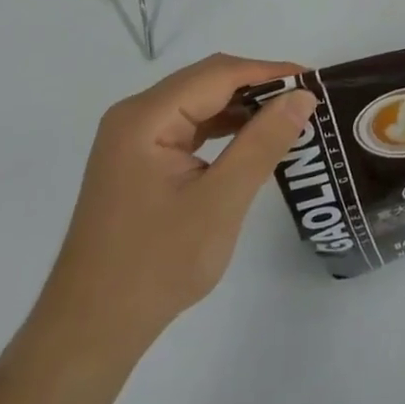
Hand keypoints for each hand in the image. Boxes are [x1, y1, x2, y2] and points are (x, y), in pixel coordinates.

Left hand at [34, 54, 316, 345]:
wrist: (90, 331)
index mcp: (146, 117)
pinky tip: (251, 142)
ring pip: (199, 103)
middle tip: (305, 101)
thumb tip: (302, 96)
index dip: (269, 72)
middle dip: (258, 87)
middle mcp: (135, 116)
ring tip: (287, 118)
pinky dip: (222, 129)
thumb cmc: (156, 266)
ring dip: (242, 108)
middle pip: (207, 82)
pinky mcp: (137, 161)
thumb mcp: (220, 202)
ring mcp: (133, 138)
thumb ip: (262, 143)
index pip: (218, 73)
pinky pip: (188, 127)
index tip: (313, 81)